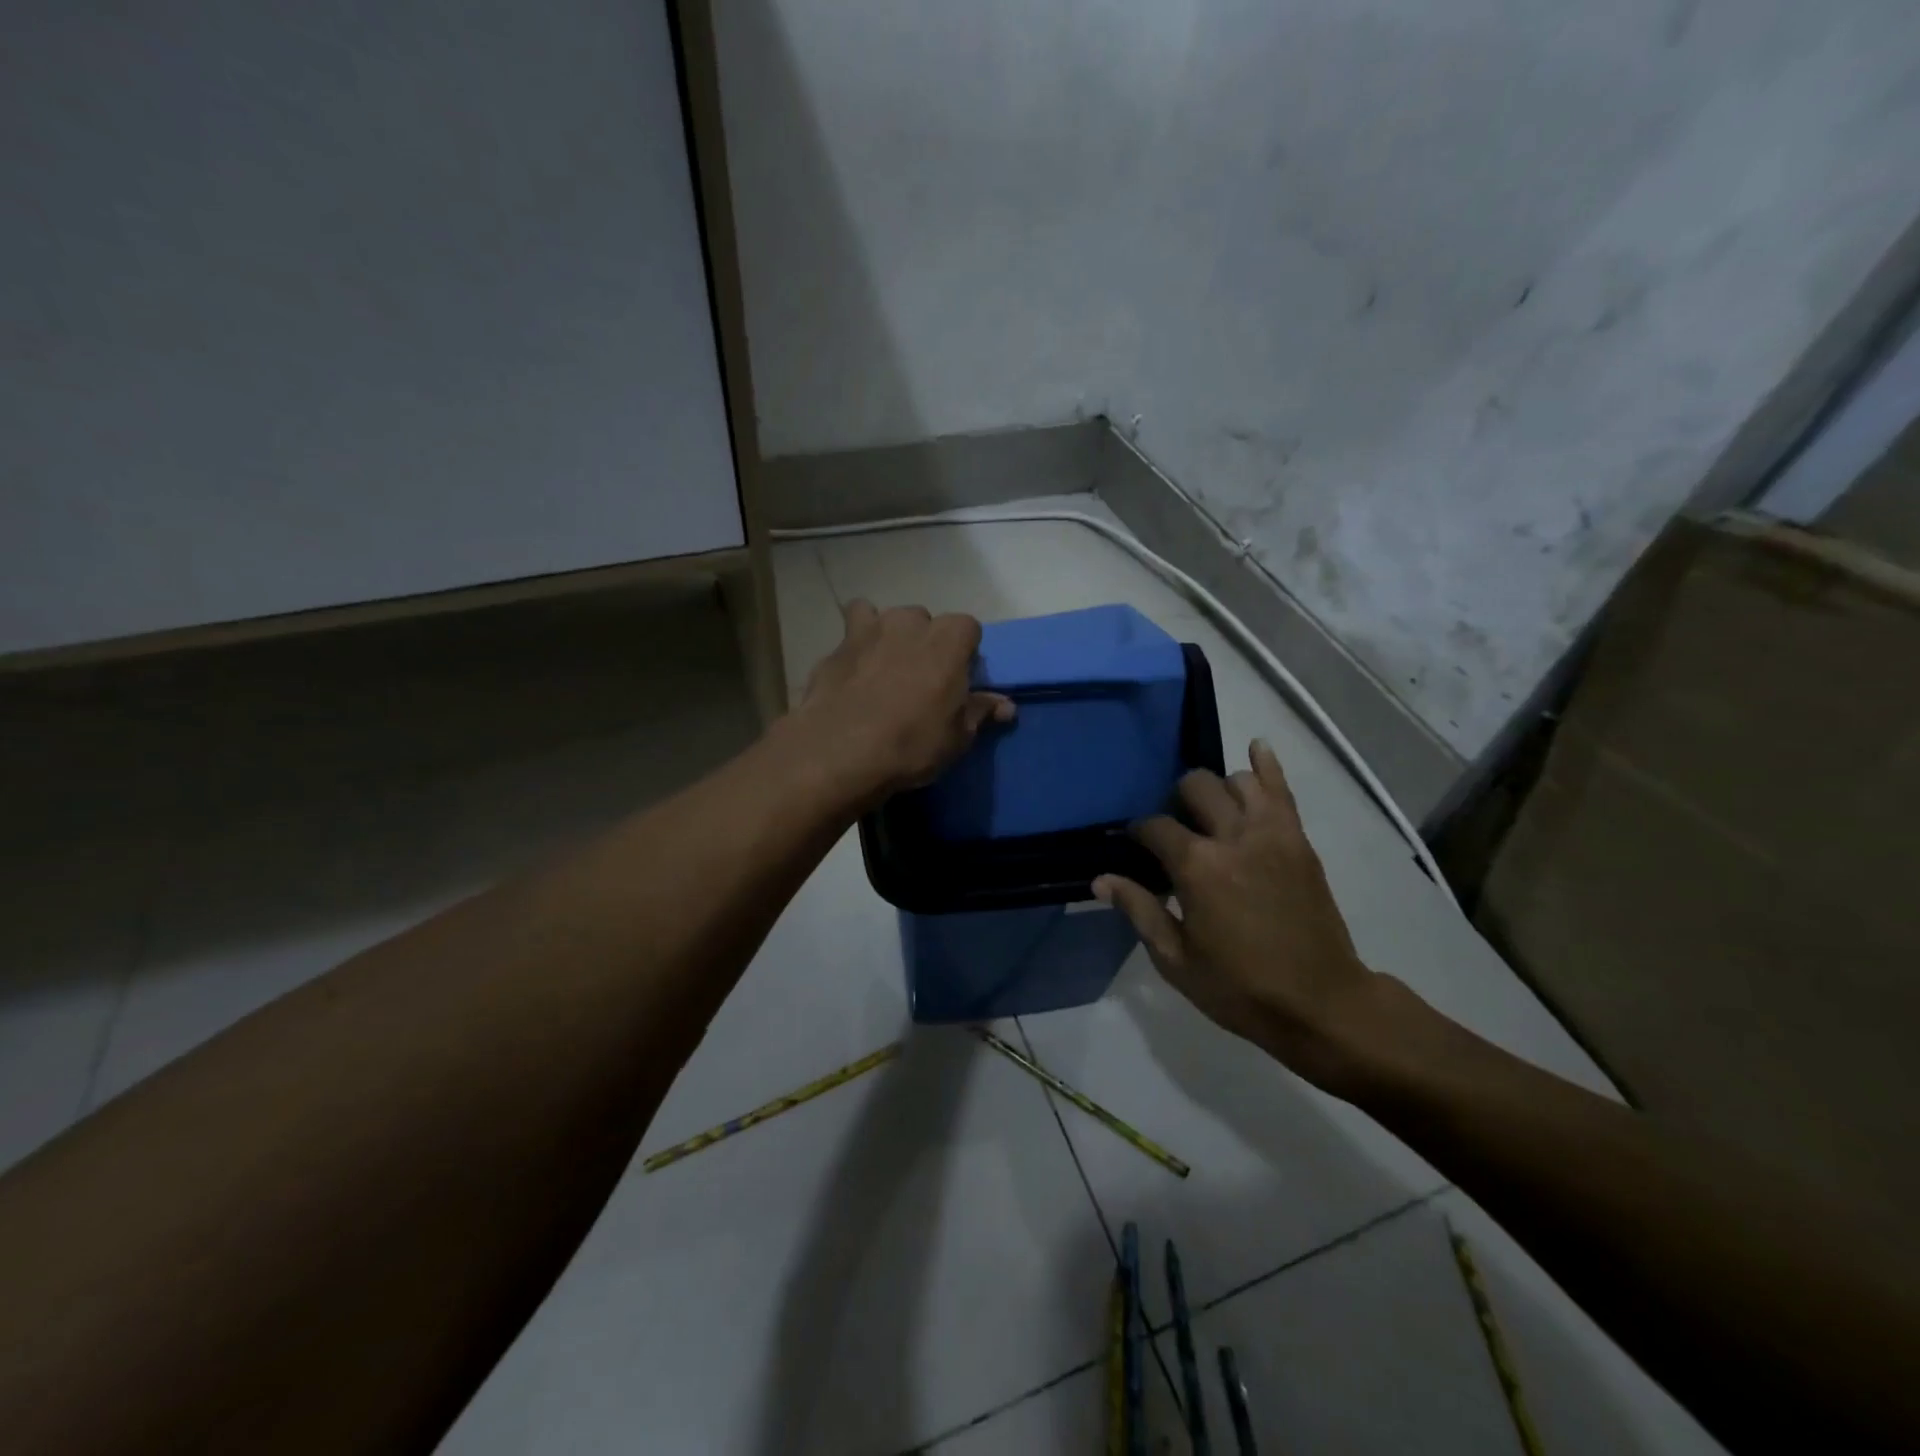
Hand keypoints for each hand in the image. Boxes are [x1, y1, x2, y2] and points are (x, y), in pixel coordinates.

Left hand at [785, 600, 1013, 807]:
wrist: (840, 751)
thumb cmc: (911, 744)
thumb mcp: (957, 737)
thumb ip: (979, 712)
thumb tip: (1005, 705)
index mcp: (948, 639)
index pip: (968, 628)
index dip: (965, 652)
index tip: (959, 679)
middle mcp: (910, 622)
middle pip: (926, 621)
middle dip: (926, 643)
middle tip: (921, 680)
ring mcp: (869, 629)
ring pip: (886, 618)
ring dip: (890, 636)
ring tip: (885, 671)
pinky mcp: (837, 645)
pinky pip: (852, 632)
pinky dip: (856, 645)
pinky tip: (853, 671)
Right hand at [1094, 739, 1385, 1094]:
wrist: (1321, 1003)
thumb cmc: (1240, 988)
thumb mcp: (1176, 959)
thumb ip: (1139, 910)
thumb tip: (1100, 878)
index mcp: (1198, 867)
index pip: (1155, 826)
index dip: (1138, 832)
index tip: (1135, 845)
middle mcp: (1234, 837)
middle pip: (1196, 787)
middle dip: (1177, 801)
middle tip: (1176, 829)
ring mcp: (1273, 834)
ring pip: (1238, 780)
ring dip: (1218, 790)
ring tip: (1212, 812)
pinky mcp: (1299, 840)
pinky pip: (1282, 790)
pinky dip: (1267, 765)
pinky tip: (1256, 748)